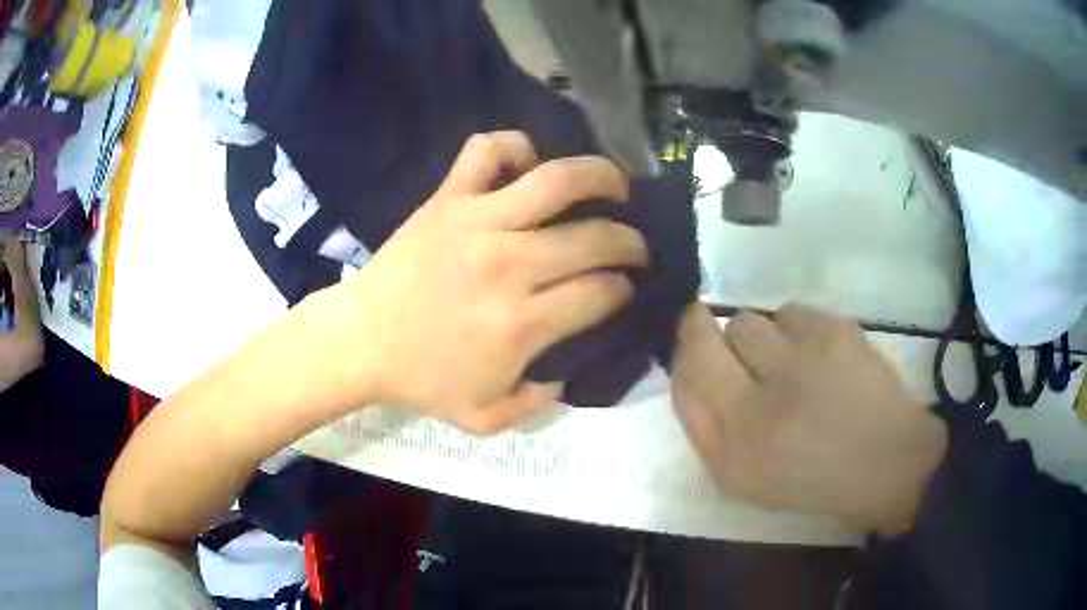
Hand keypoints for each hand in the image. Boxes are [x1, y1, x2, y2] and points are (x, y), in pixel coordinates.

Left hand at [332, 131, 647, 433]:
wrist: (360, 340)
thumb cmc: (421, 380)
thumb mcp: (486, 418)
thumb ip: (539, 403)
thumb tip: (568, 373)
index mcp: (521, 323)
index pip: (601, 293)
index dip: (624, 290)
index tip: (625, 289)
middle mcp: (509, 264)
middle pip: (595, 237)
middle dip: (630, 241)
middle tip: (634, 246)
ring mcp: (478, 221)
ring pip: (556, 180)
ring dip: (600, 177)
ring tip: (616, 186)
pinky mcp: (448, 197)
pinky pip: (488, 150)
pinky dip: (515, 146)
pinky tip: (528, 164)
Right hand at [670, 302, 947, 534]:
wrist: (885, 462)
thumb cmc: (809, 477)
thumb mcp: (741, 477)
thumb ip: (701, 424)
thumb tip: (685, 363)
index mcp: (741, 441)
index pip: (694, 362)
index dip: (689, 337)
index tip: (695, 331)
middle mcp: (771, 395)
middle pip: (723, 331)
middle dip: (728, 343)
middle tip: (754, 367)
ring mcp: (810, 357)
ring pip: (759, 318)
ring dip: (765, 339)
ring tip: (792, 365)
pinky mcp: (840, 331)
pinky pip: (795, 311)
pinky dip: (798, 330)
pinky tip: (819, 357)